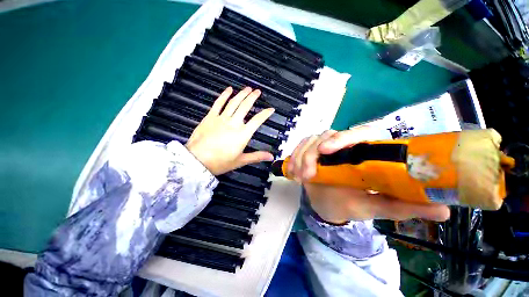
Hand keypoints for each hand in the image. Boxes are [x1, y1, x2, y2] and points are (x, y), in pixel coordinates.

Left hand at [185, 86, 274, 175]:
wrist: (197, 161)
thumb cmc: (221, 162)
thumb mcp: (241, 161)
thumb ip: (257, 156)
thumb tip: (271, 157)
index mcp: (243, 134)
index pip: (257, 120)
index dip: (265, 114)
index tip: (271, 109)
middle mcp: (234, 123)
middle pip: (245, 106)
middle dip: (253, 97)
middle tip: (258, 91)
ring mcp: (221, 118)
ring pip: (234, 102)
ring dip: (242, 94)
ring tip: (248, 88)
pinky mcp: (210, 117)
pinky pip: (218, 103)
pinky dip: (224, 95)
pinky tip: (229, 89)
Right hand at [287, 127, 450, 223]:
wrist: (327, 203)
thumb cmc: (351, 204)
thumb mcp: (375, 206)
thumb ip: (403, 206)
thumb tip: (444, 209)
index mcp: (364, 153)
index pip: (360, 133)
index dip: (343, 138)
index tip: (327, 151)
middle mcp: (344, 145)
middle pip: (328, 135)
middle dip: (313, 153)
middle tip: (308, 174)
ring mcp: (324, 146)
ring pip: (310, 140)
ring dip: (301, 157)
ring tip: (300, 177)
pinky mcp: (310, 150)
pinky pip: (299, 147)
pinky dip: (294, 157)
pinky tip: (292, 171)